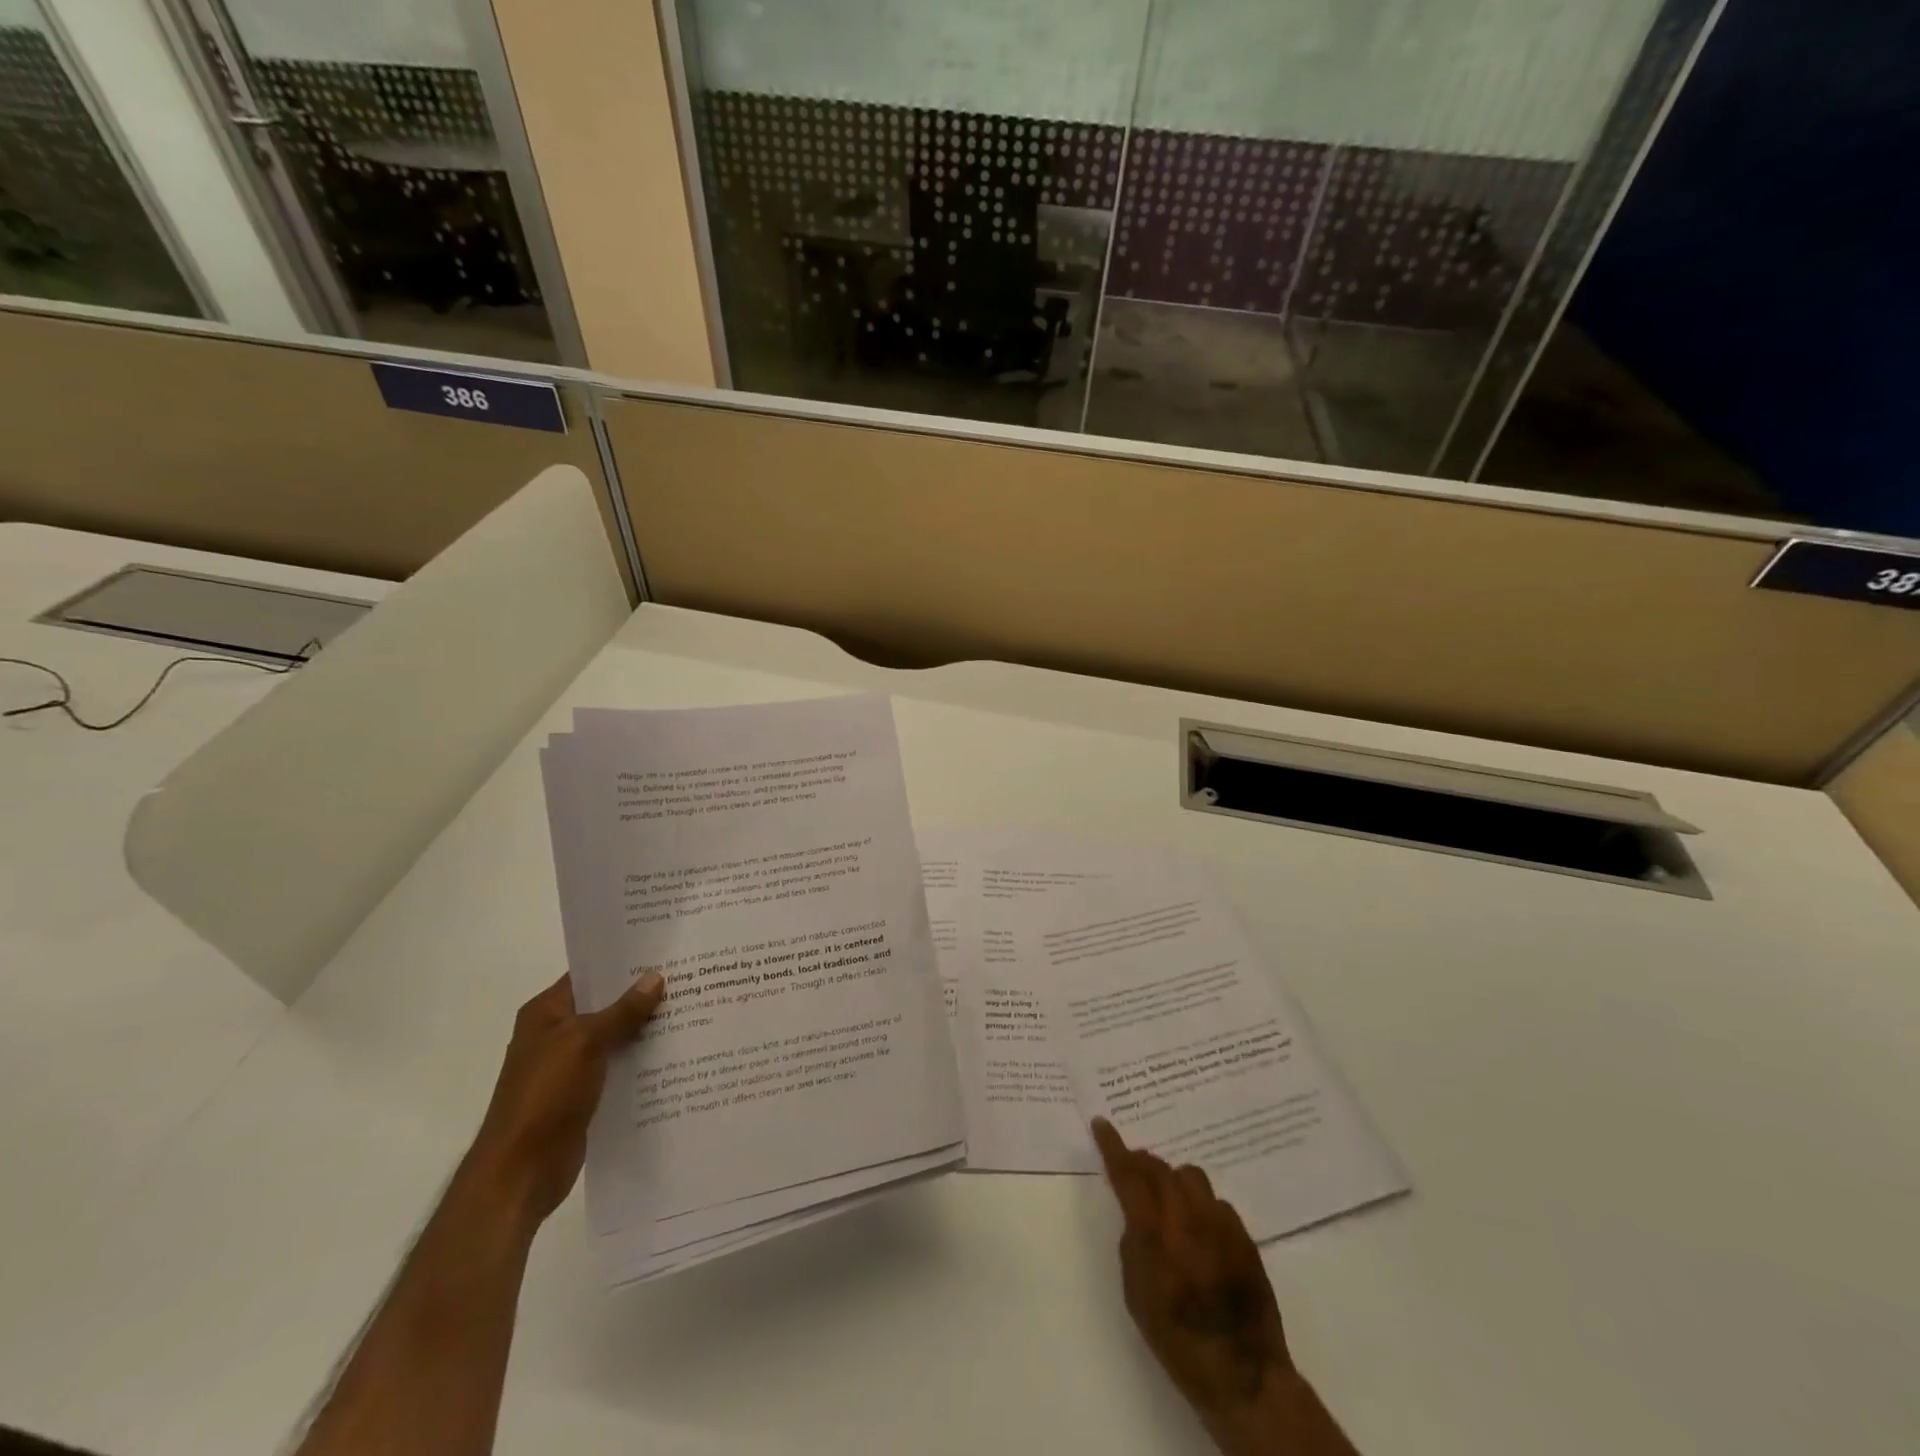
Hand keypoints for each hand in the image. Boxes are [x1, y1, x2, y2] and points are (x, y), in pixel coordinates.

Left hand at [463, 969, 665, 1225]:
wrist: (520, 1173)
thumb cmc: (545, 1096)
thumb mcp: (585, 1042)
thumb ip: (622, 1011)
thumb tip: (655, 977)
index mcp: (546, 1013)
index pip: (589, 974)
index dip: (623, 962)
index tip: (664, 951)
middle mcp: (557, 1035)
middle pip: (606, 1005)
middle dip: (643, 995)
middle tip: (689, 978)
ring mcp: (571, 1067)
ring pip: (617, 1037)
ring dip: (647, 1029)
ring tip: (693, 1010)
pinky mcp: (585, 1095)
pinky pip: (619, 1068)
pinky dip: (643, 1061)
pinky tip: (677, 1054)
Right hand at [1092, 1119, 1356, 1455]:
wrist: (1243, 1374)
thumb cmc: (1177, 1340)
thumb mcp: (1136, 1295)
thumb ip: (1133, 1243)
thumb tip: (1138, 1214)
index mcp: (1156, 1233)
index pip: (1129, 1174)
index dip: (1113, 1146)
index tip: (1101, 1124)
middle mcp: (1188, 1217)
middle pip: (1160, 1168)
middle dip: (1142, 1163)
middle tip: (1132, 1168)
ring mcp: (1220, 1223)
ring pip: (1191, 1176)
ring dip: (1173, 1180)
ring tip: (1168, 1199)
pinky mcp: (1244, 1235)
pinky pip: (1216, 1201)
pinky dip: (1200, 1204)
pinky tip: (1199, 1229)